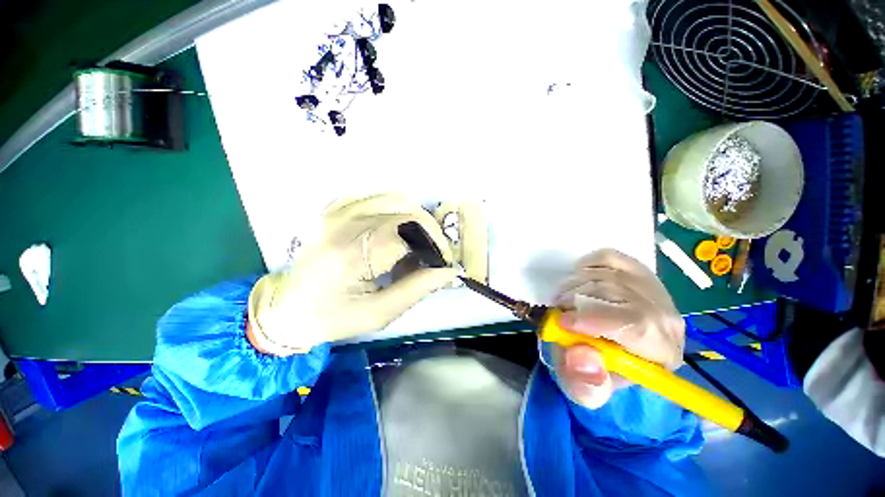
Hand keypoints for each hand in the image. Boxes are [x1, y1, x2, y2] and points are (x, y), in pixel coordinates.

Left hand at [247, 195, 456, 355]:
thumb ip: (417, 289)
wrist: (286, 310)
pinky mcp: (334, 210)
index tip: (442, 261)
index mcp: (352, 254)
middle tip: (430, 255)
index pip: (409, 230)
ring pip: (394, 198)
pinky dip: (393, 208)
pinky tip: (394, 228)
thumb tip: (449, 271)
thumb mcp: (378, 314)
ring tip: (414, 243)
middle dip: (429, 231)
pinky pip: (374, 196)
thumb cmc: (332, 318)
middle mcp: (343, 224)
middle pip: (405, 210)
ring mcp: (336, 212)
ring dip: (414, 219)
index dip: (435, 242)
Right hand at [552, 249, 684, 408]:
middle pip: (620, 294)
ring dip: (574, 286)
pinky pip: (608, 257)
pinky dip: (587, 266)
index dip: (596, 319)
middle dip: (577, 301)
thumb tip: (583, 356)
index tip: (563, 321)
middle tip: (558, 312)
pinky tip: (580, 281)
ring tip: (564, 302)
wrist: (602, 350)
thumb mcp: (584, 390)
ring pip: (609, 274)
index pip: (640, 325)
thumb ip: (584, 384)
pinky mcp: (636, 270)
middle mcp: (666, 317)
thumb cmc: (594, 370)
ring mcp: (652, 289)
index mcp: (661, 352)